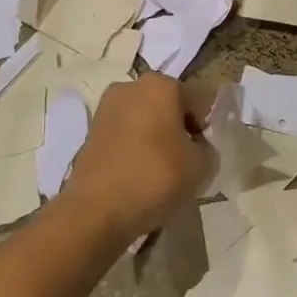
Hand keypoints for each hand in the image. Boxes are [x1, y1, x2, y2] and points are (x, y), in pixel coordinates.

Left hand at [64, 75, 209, 242]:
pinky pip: (124, 135)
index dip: (204, 128)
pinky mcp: (90, 132)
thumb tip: (195, 146)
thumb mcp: (202, 166)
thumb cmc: (156, 177)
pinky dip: (134, 149)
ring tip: (159, 172)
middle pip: (167, 106)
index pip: (197, 101)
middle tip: (183, 161)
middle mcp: (130, 87)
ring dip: (154, 138)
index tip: (202, 153)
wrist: (97, 210)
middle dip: (177, 129)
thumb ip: (207, 148)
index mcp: (160, 85)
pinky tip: (138, 175)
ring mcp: (105, 108)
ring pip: (144, 120)